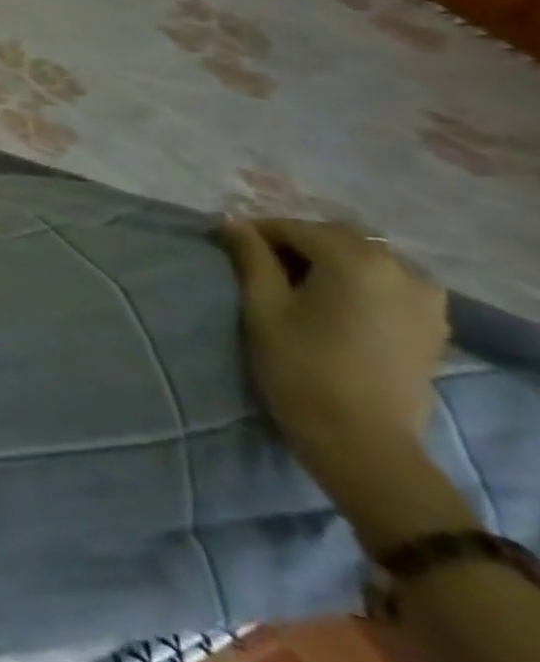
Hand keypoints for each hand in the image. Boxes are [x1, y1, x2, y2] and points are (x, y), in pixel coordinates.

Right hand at [222, 218, 448, 495]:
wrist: (361, 439)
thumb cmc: (300, 366)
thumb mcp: (262, 306)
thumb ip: (250, 257)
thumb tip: (232, 222)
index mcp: (356, 260)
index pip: (295, 228)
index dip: (257, 232)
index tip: (228, 245)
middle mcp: (400, 269)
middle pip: (337, 238)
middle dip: (295, 242)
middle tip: (258, 262)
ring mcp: (425, 299)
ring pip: (366, 258)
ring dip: (329, 260)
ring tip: (295, 283)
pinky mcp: (432, 324)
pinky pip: (389, 282)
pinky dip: (358, 280)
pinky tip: (333, 301)